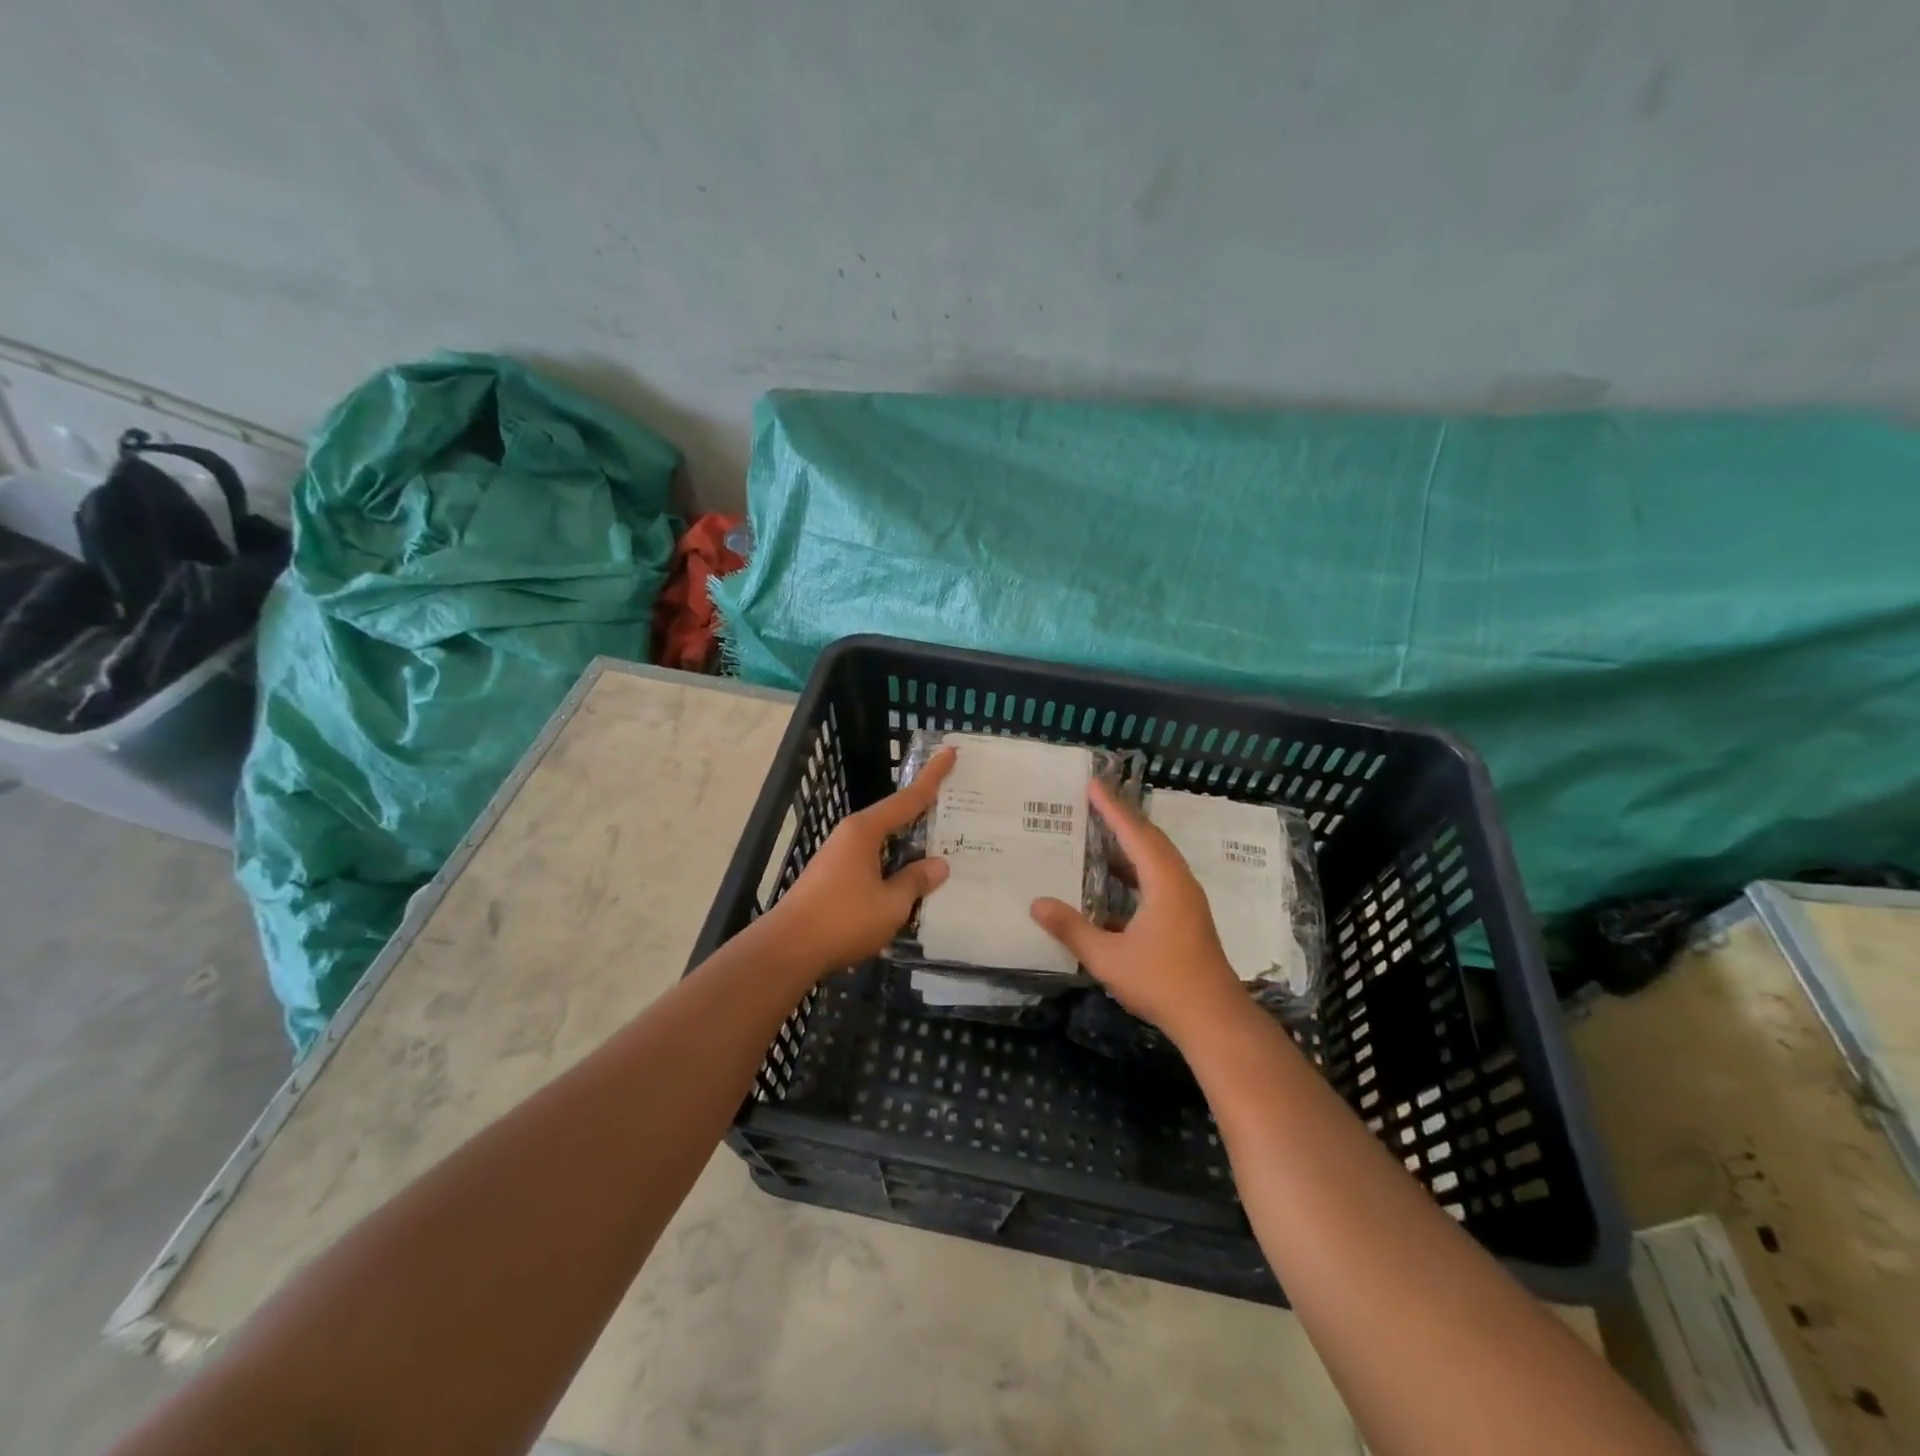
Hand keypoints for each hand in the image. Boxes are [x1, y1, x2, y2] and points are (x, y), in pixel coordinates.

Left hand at [763, 748, 955, 976]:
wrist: (788, 948)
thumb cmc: (843, 919)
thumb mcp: (891, 904)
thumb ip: (916, 881)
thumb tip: (938, 865)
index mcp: (865, 831)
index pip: (907, 799)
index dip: (932, 777)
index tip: (949, 752)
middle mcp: (850, 836)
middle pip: (894, 818)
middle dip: (921, 814)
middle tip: (953, 809)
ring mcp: (838, 857)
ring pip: (882, 844)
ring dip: (906, 847)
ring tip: (937, 851)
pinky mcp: (831, 878)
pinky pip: (871, 863)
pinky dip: (892, 866)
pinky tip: (906, 883)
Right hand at [1030, 780, 1249, 1042]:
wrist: (1214, 1019)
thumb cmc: (1162, 982)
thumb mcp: (1108, 957)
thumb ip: (1072, 929)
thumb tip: (1036, 903)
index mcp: (1164, 882)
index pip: (1134, 833)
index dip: (1112, 808)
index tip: (1093, 784)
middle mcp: (1179, 882)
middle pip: (1150, 838)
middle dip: (1122, 817)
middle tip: (1094, 800)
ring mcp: (1187, 900)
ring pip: (1157, 858)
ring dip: (1131, 841)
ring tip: (1101, 831)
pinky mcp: (1187, 916)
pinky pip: (1160, 875)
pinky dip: (1137, 865)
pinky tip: (1116, 878)